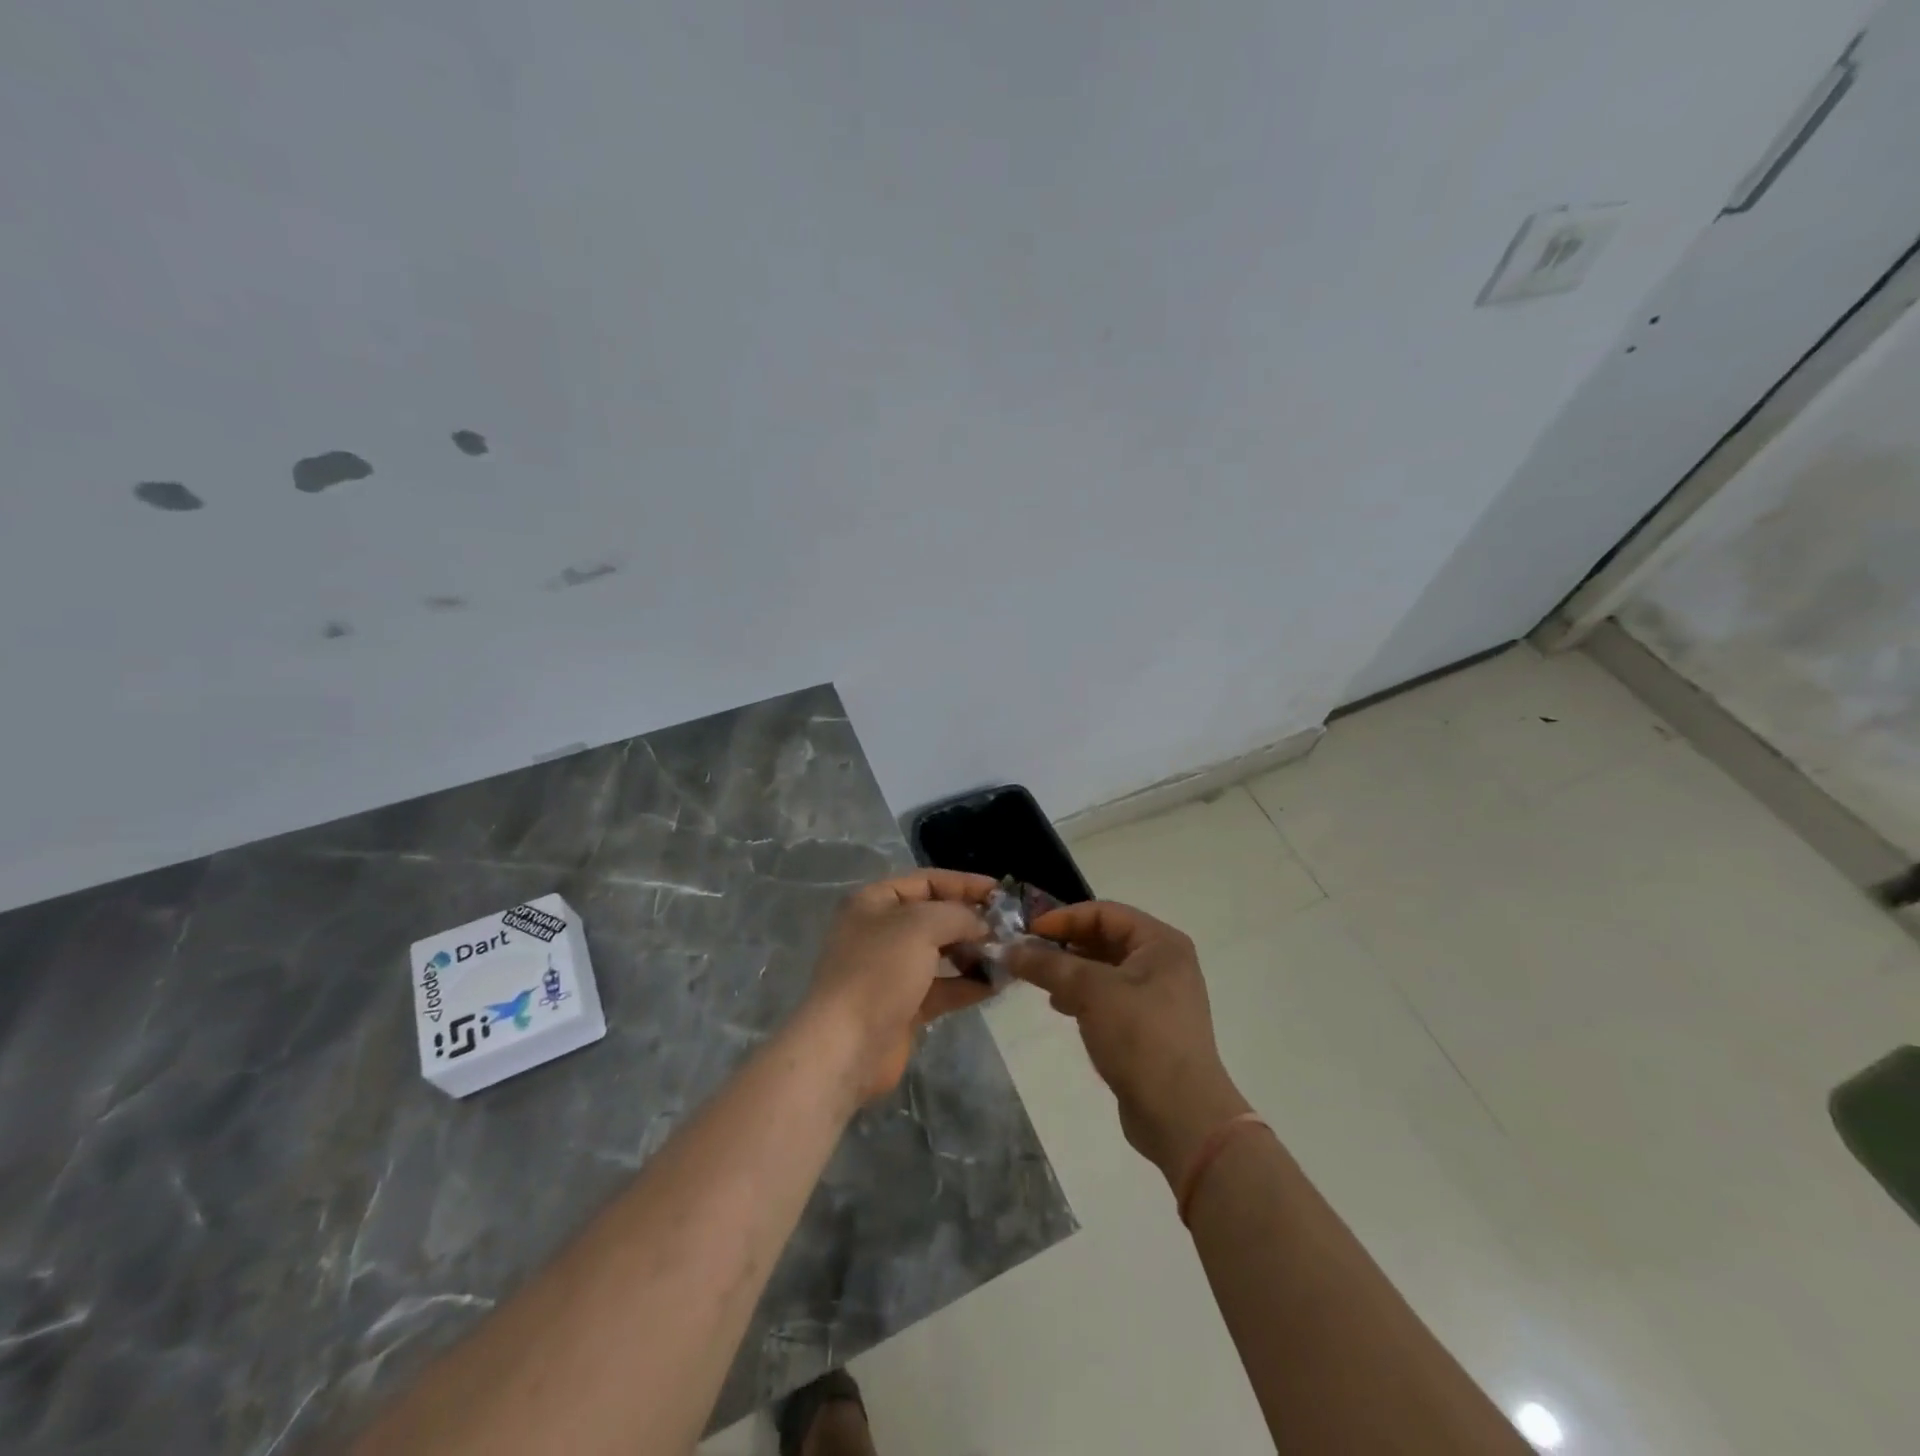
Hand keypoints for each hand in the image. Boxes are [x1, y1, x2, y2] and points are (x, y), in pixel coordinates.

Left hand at [802, 870, 995, 1103]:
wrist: (846, 1046)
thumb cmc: (879, 971)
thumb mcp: (921, 926)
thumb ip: (958, 915)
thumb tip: (983, 925)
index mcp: (874, 902)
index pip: (927, 881)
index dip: (964, 883)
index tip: (1001, 892)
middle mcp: (881, 932)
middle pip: (935, 917)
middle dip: (972, 921)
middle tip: (1011, 928)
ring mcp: (891, 971)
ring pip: (941, 954)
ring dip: (974, 953)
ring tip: (1010, 956)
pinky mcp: (904, 1006)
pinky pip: (943, 987)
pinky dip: (968, 984)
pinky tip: (998, 984)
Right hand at [1007, 901, 1250, 1179]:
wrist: (1181, 1115)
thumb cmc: (1140, 1037)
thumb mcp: (1090, 991)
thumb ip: (1048, 964)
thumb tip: (1008, 949)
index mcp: (1160, 942)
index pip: (1104, 912)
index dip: (1064, 918)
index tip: (1027, 933)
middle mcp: (1164, 962)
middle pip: (1105, 938)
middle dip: (1065, 945)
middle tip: (1028, 957)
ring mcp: (1158, 996)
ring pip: (1104, 970)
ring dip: (1071, 972)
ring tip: (1041, 985)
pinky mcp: (1149, 1027)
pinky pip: (1109, 997)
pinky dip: (1083, 996)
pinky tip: (1061, 1008)